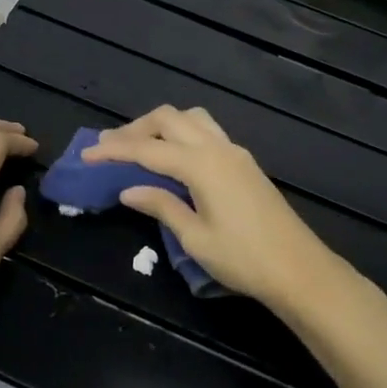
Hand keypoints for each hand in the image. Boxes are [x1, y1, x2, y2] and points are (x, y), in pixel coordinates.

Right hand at [83, 106, 345, 311]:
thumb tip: (129, 189)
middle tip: (109, 147)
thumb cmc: (244, 259)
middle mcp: (217, 148)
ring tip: (140, 145)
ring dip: (162, 125)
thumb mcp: (195, 238)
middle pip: (168, 119)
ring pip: (191, 118)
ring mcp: (234, 152)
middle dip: (135, 128)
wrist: (300, 269)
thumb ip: (161, 206)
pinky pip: (207, 130)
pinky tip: (174, 156)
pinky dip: (182, 133)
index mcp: (201, 165)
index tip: (87, 154)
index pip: (147, 149)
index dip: (114, 150)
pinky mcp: (244, 162)